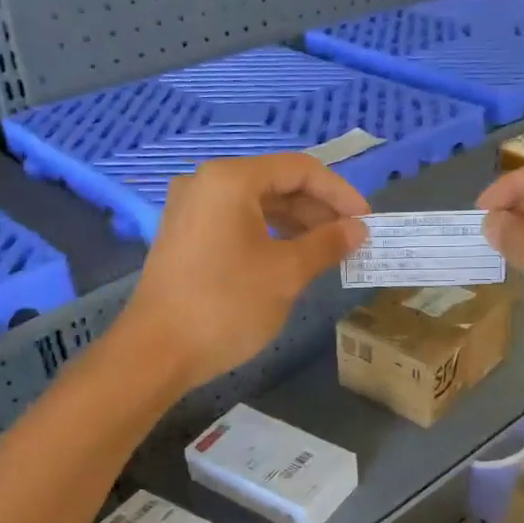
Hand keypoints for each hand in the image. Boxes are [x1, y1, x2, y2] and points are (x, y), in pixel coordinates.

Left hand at [120, 153, 368, 391]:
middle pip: (277, 183)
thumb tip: (358, 229)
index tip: (367, 221)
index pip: (300, 170)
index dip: (340, 193)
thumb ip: (327, 244)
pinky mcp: (186, 236)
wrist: (156, 352)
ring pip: (257, 204)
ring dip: (297, 223)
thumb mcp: (287, 273)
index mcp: (231, 179)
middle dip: (319, 209)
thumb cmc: (226, 305)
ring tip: (329, 250)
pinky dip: (270, 234)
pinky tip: (293, 257)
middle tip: (351, 239)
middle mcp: (207, 183)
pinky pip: (238, 222)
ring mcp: (191, 209)